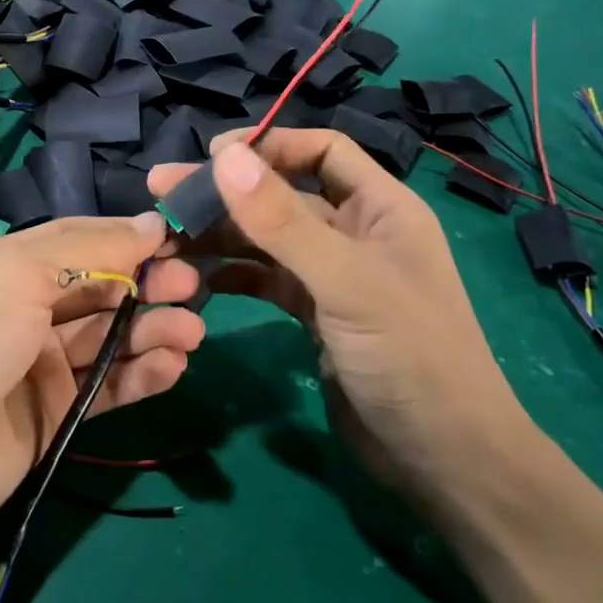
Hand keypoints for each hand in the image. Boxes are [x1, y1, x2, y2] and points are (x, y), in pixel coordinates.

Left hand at [0, 212, 203, 540]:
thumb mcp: (18, 274)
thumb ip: (90, 248)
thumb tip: (151, 224)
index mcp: (12, 266)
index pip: (82, 242)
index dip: (128, 239)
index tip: (177, 240)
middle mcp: (29, 309)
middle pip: (103, 290)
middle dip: (148, 285)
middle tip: (192, 287)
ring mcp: (44, 363)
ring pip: (112, 338)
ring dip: (154, 331)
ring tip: (192, 333)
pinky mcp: (59, 410)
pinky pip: (110, 387)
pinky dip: (143, 375)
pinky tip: (173, 367)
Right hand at [148, 130, 531, 511]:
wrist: (441, 457)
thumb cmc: (409, 355)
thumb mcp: (345, 281)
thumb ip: (283, 220)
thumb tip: (226, 156)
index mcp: (381, 208)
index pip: (321, 151)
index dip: (269, 145)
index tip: (212, 156)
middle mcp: (356, 232)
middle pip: (283, 195)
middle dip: (227, 192)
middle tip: (161, 189)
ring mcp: (334, 276)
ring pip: (269, 240)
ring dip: (222, 235)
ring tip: (167, 236)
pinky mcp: (317, 315)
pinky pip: (267, 280)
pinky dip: (234, 274)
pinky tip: (199, 279)